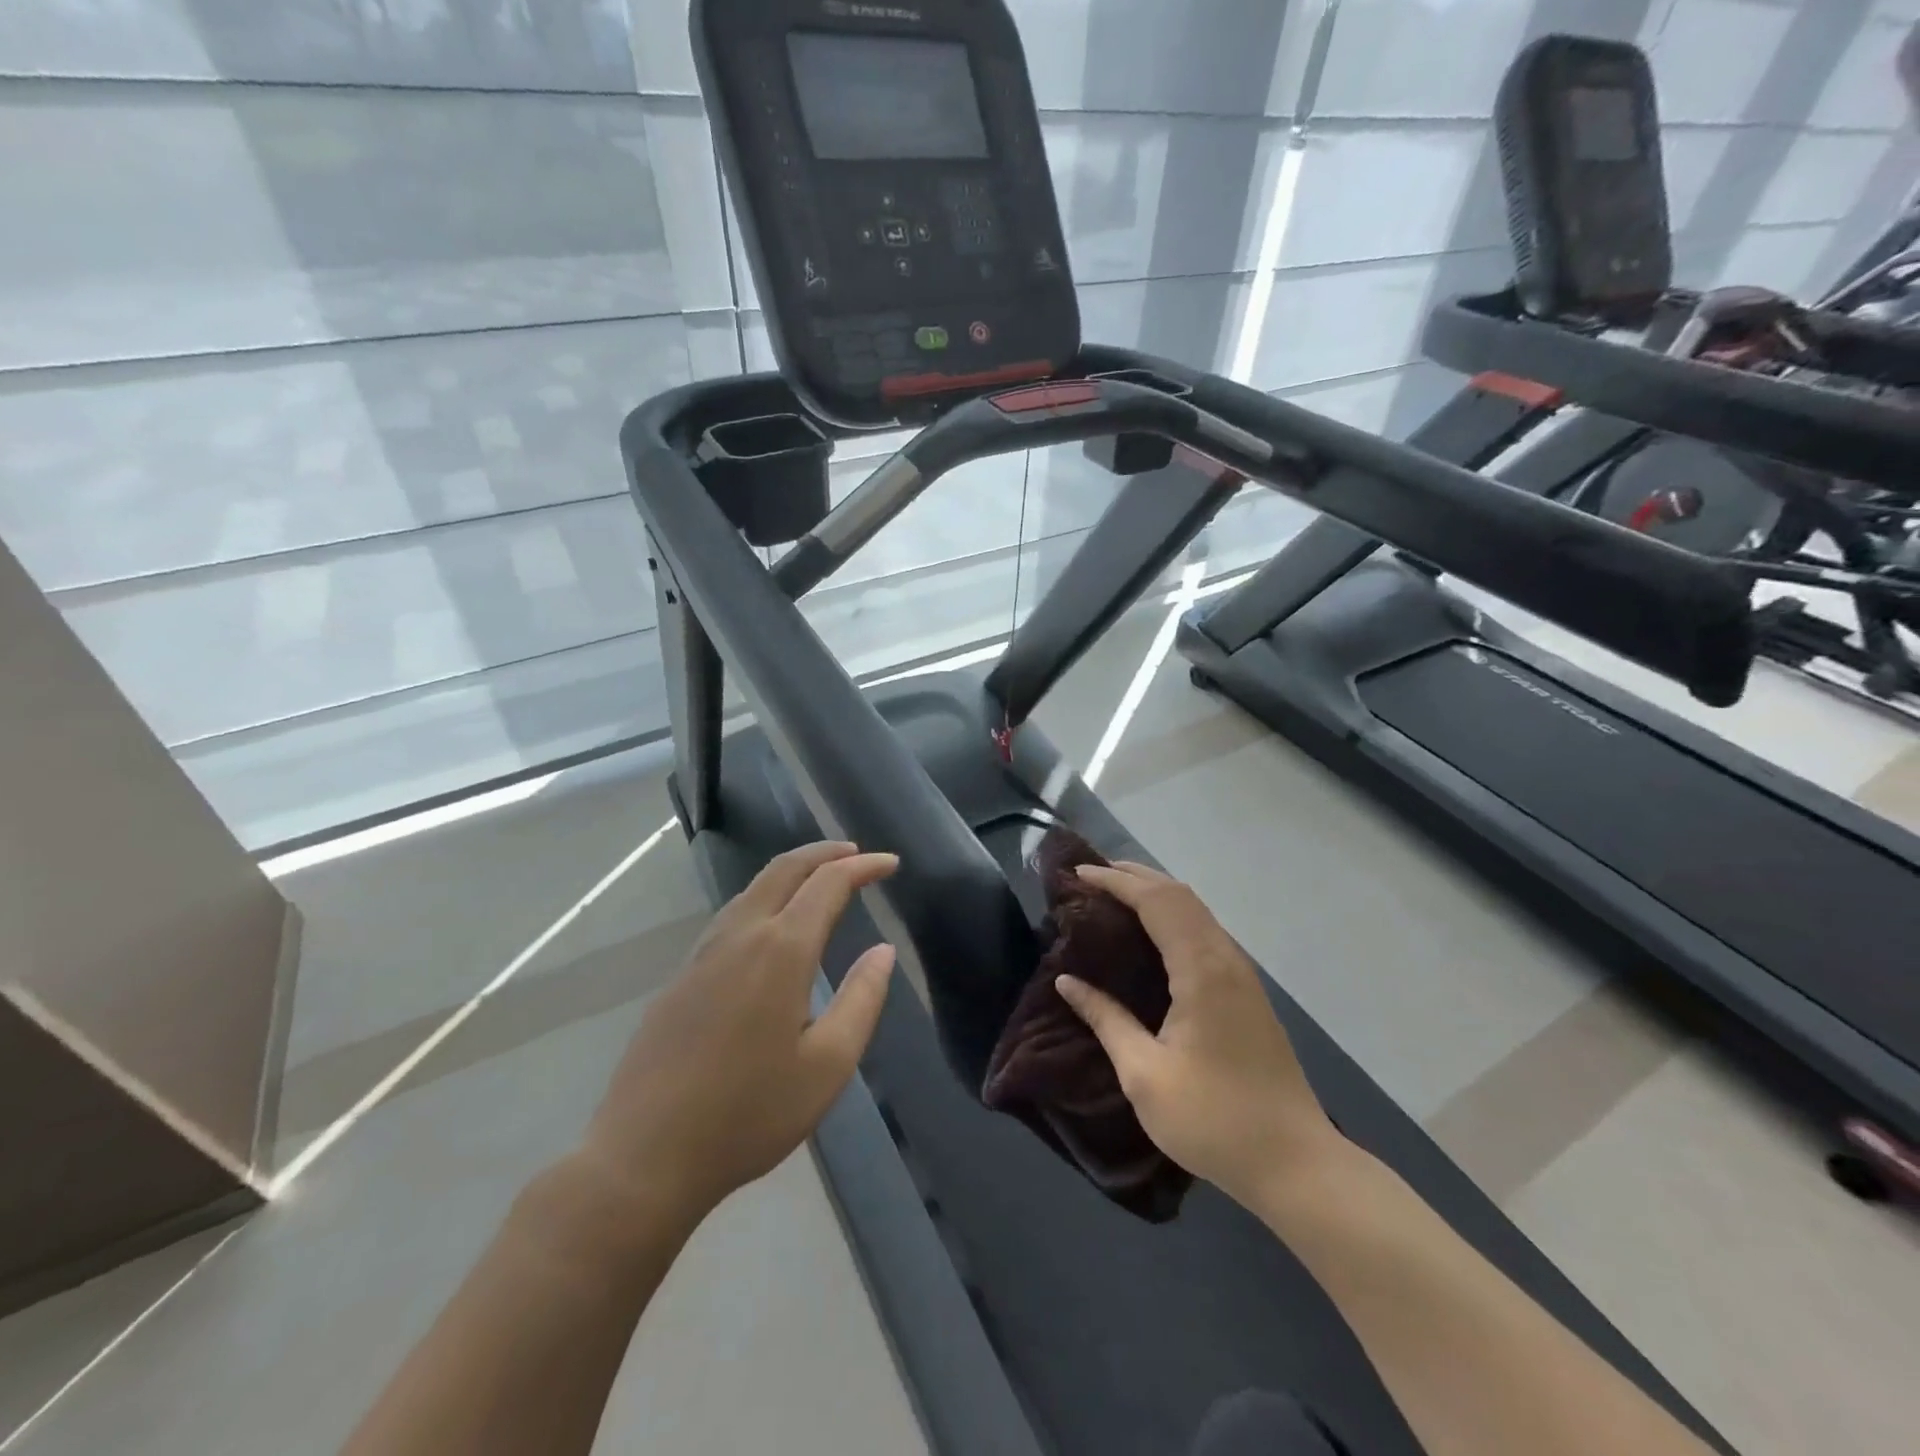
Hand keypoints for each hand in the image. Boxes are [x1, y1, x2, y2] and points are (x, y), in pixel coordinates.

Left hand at [577, 841, 898, 1227]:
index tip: (890, 864)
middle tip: (857, 855)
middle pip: (784, 868)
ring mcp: (703, 953)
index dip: (863, 866)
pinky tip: (772, 925)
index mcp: (780, 951)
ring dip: (792, 872)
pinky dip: (764, 897)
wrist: (644, 1156)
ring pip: (753, 888)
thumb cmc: (749, 1115)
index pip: (828, 883)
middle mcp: (740, 936)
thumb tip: (883, 950)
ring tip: (820, 880)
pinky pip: (731, 915)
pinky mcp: (681, 975)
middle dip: (824, 853)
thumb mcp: (828, 1066)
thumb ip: (862, 999)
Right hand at [1054, 862, 1339, 1209]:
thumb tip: (1068, 982)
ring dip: (1156, 893)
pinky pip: (1206, 932)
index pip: (1156, 902)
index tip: (1078, 873)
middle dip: (1135, 876)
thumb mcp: (1145, 1075)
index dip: (1116, 881)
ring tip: (1116, 895)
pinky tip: (1153, 934)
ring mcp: (1243, 975)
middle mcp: (1226, 960)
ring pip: (1197, 911)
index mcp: (1201, 971)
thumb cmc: (1214, 1120)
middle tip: (1092, 875)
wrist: (1296, 1164)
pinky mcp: (1248, 993)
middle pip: (1180, 895)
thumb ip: (1106, 1020)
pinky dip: (1173, 916)